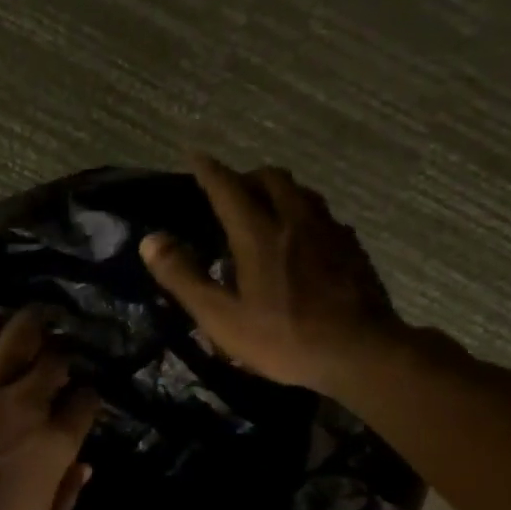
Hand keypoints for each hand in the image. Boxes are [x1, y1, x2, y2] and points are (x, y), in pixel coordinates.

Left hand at [0, 309, 100, 509]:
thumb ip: (67, 498)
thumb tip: (84, 466)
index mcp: (55, 445)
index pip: (85, 401)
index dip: (87, 398)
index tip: (79, 401)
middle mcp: (26, 407)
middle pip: (57, 360)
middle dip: (63, 357)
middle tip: (58, 359)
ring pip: (18, 336)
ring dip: (33, 326)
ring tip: (36, 323)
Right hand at [139, 154, 409, 395]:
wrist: (359, 352)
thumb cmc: (282, 338)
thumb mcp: (221, 317)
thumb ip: (184, 277)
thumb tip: (152, 240)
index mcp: (259, 234)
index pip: (228, 188)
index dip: (208, 171)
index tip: (195, 156)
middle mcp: (296, 221)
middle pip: (271, 179)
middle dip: (246, 177)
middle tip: (229, 191)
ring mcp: (330, 232)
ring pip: (301, 193)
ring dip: (277, 191)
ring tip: (263, 210)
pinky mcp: (352, 249)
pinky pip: (322, 216)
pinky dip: (302, 215)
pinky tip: (300, 240)